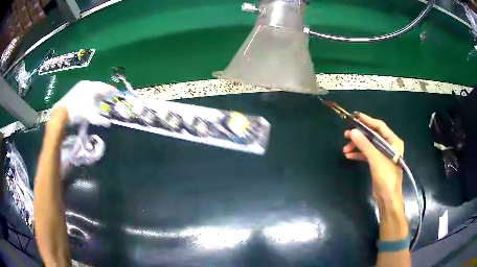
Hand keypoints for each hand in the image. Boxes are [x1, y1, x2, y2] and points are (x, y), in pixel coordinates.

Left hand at [53, 80, 116, 125]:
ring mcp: (80, 86)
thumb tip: (108, 123)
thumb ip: (100, 120)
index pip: (104, 87)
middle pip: (98, 86)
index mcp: (92, 87)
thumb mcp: (91, 116)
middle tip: (108, 95)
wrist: (63, 112)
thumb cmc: (79, 111)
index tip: (115, 91)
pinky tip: (90, 99)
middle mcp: (87, 84)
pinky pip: (86, 90)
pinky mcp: (75, 90)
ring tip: (100, 98)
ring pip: (91, 88)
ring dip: (96, 93)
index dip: (110, 89)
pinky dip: (90, 94)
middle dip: (103, 91)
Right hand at [343, 112, 403, 201]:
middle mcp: (389, 145)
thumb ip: (364, 144)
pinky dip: (359, 154)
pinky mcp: (378, 163)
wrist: (387, 197)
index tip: (355, 116)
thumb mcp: (375, 158)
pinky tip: (349, 155)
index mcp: (393, 141)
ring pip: (369, 145)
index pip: (379, 126)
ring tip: (345, 148)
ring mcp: (383, 154)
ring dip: (357, 146)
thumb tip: (352, 131)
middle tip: (346, 134)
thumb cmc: (386, 176)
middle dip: (359, 135)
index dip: (367, 120)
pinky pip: (367, 154)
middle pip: (372, 135)